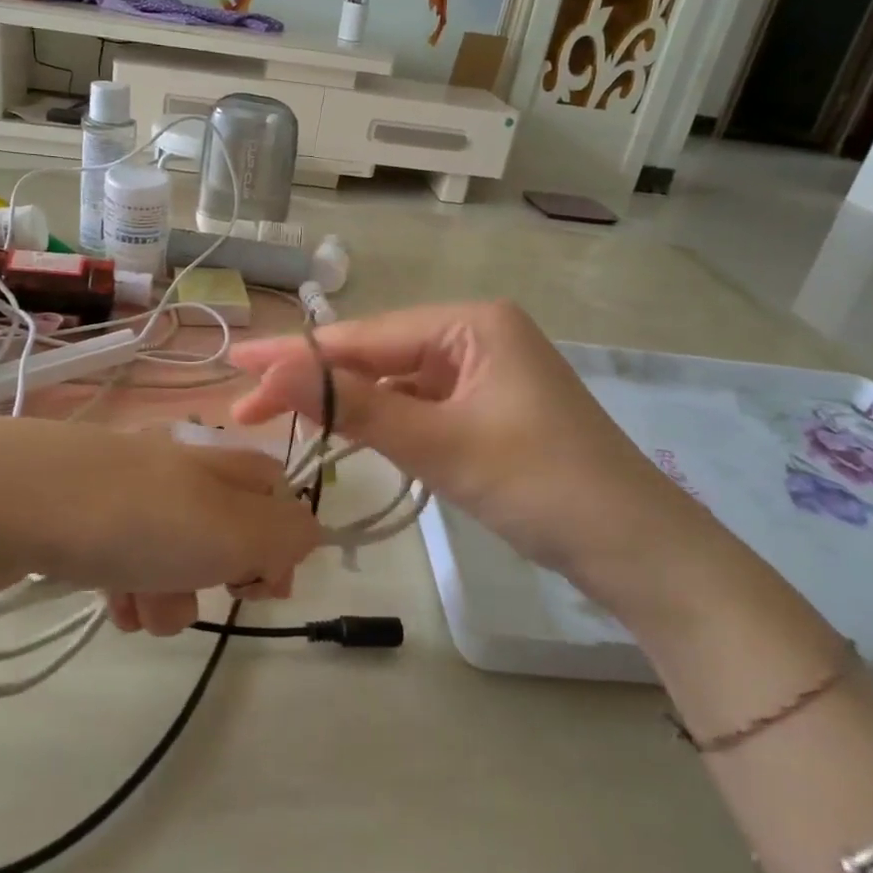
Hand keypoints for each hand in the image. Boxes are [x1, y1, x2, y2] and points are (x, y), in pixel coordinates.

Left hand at [0, 417, 322, 632]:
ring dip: (169, 593)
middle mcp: (176, 466)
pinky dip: (127, 587)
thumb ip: (286, 535)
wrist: (0, 500)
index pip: (277, 494)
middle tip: (197, 594)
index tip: (263, 591)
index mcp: (217, 459)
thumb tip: (307, 538)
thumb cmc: (130, 517)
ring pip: (173, 553)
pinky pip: (124, 559)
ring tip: (139, 607)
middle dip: (217, 578)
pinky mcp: (79, 515)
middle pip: (225, 531)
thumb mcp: (230, 528)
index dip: (281, 546)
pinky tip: (110, 603)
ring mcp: (124, 490)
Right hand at [230, 302, 739, 622]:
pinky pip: (418, 405)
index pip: (365, 336)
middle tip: (248, 408)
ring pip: (394, 382)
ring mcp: (482, 372)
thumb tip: (274, 372)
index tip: (237, 367)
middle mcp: (475, 335)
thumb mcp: (442, 444)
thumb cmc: (543, 486)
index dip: (297, 355)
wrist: (635, 549)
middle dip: (315, 381)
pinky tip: (346, 433)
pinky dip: (381, 420)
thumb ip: (357, 406)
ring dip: (344, 403)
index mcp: (472, 322)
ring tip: (282, 420)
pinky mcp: (485, 409)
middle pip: (376, 355)